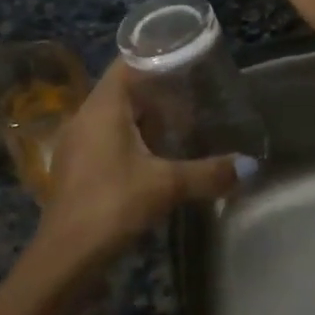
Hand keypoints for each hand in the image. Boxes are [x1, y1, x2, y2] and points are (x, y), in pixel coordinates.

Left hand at [30, 60, 242, 283]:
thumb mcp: (167, 186)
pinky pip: (105, 140)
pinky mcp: (74, 169)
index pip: (127, 64)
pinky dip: (130, 141)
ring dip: (143, 121)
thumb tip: (249, 167)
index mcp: (102, 107)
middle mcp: (84, 117)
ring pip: (113, 118)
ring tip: (178, 129)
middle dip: (156, 94)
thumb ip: (208, 173)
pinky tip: (153, 161)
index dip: (155, 57)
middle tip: (192, 99)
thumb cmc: (113, 205)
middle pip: (122, 91)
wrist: (65, 257)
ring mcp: (75, 144)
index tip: (186, 61)